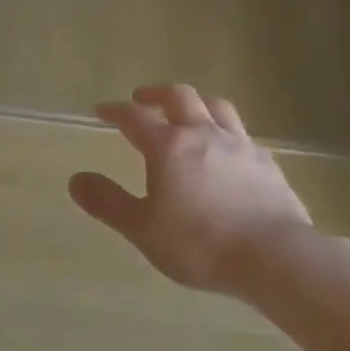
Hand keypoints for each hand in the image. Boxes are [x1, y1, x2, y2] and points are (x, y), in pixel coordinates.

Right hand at [68, 85, 311, 295]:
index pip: (135, 117)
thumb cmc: (200, 244)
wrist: (274, 256)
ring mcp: (239, 145)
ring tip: (187, 112)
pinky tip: (228, 149)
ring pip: (216, 106)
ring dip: (196, 103)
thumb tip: (75, 180)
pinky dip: (227, 133)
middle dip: (156, 94)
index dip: (115, 111)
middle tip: (142, 100)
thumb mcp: (143, 229)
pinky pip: (243, 135)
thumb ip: (108, 202)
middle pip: (179, 96)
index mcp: (169, 146)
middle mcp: (203, 133)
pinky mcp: (266, 162)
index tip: (102, 110)